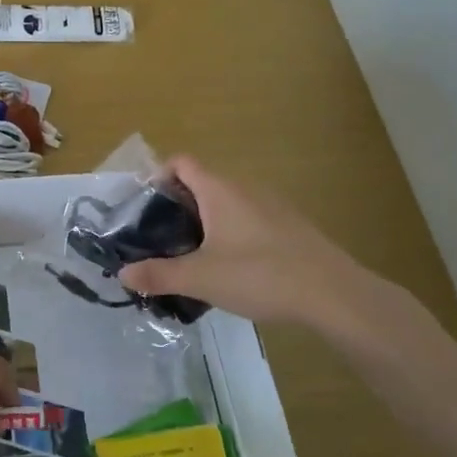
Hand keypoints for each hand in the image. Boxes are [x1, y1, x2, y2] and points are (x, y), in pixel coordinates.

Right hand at [120, 156, 400, 344]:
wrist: (333, 293)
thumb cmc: (260, 275)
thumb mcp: (200, 278)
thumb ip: (158, 274)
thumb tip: (123, 273)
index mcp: (219, 190)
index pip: (181, 162)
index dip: (158, 177)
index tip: (144, 209)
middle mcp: (244, 188)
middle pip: (201, 184)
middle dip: (177, 207)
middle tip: (160, 240)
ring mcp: (271, 206)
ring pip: (226, 204)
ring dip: (205, 223)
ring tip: (192, 258)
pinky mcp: (289, 227)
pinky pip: (248, 220)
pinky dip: (231, 235)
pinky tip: (232, 270)